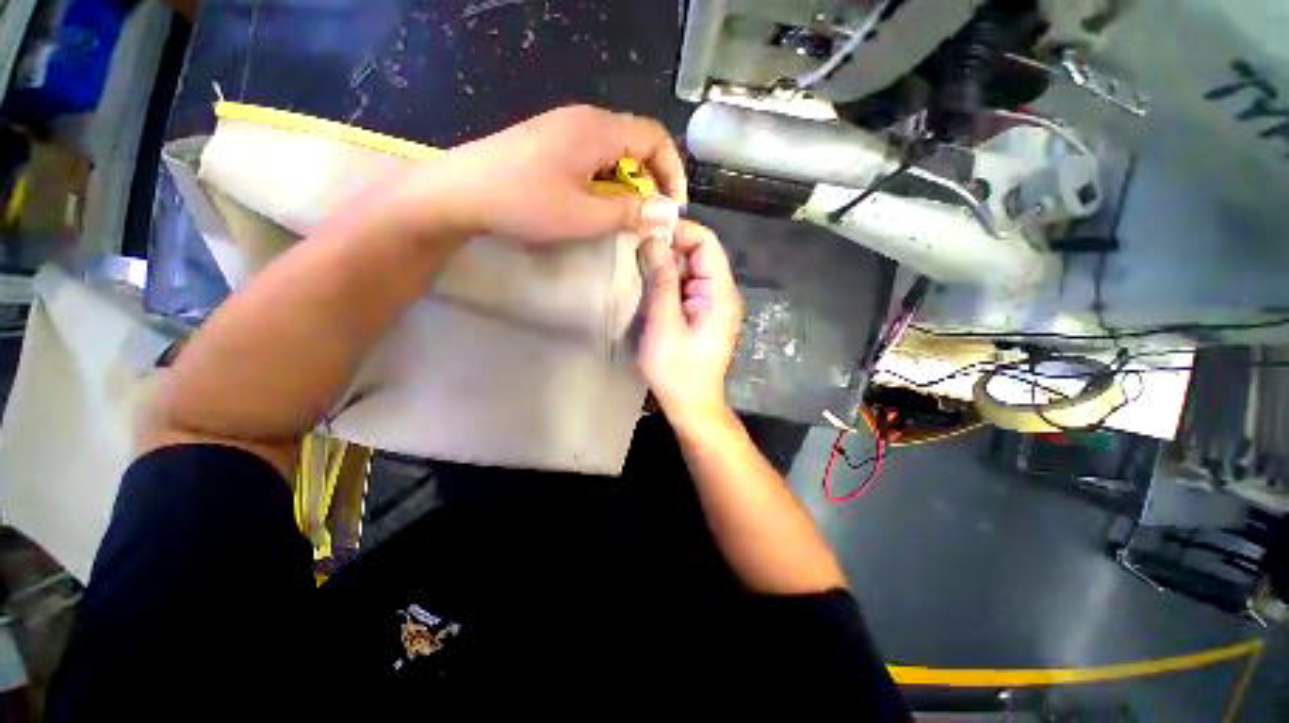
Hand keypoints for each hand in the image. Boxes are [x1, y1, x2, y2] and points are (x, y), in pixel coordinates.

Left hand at [403, 105, 686, 242]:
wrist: (461, 192)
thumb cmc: (527, 203)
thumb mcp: (586, 215)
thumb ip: (630, 212)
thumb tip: (666, 213)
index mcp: (599, 130)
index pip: (656, 138)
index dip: (672, 172)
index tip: (672, 207)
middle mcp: (585, 119)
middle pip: (636, 142)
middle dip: (651, 179)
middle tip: (648, 215)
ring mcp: (564, 127)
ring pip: (614, 150)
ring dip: (627, 182)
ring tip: (623, 214)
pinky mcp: (549, 141)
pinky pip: (592, 155)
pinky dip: (605, 179)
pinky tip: (594, 201)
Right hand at [637, 221, 742, 430]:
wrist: (692, 405)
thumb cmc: (677, 369)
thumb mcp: (664, 323)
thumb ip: (662, 280)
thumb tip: (653, 240)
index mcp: (720, 293)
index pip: (706, 242)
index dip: (679, 231)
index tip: (647, 233)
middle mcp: (722, 294)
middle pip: (699, 254)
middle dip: (669, 248)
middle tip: (636, 251)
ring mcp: (713, 305)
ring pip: (691, 270)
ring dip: (666, 266)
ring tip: (638, 268)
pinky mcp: (703, 315)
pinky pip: (688, 288)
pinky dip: (669, 283)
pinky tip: (649, 288)